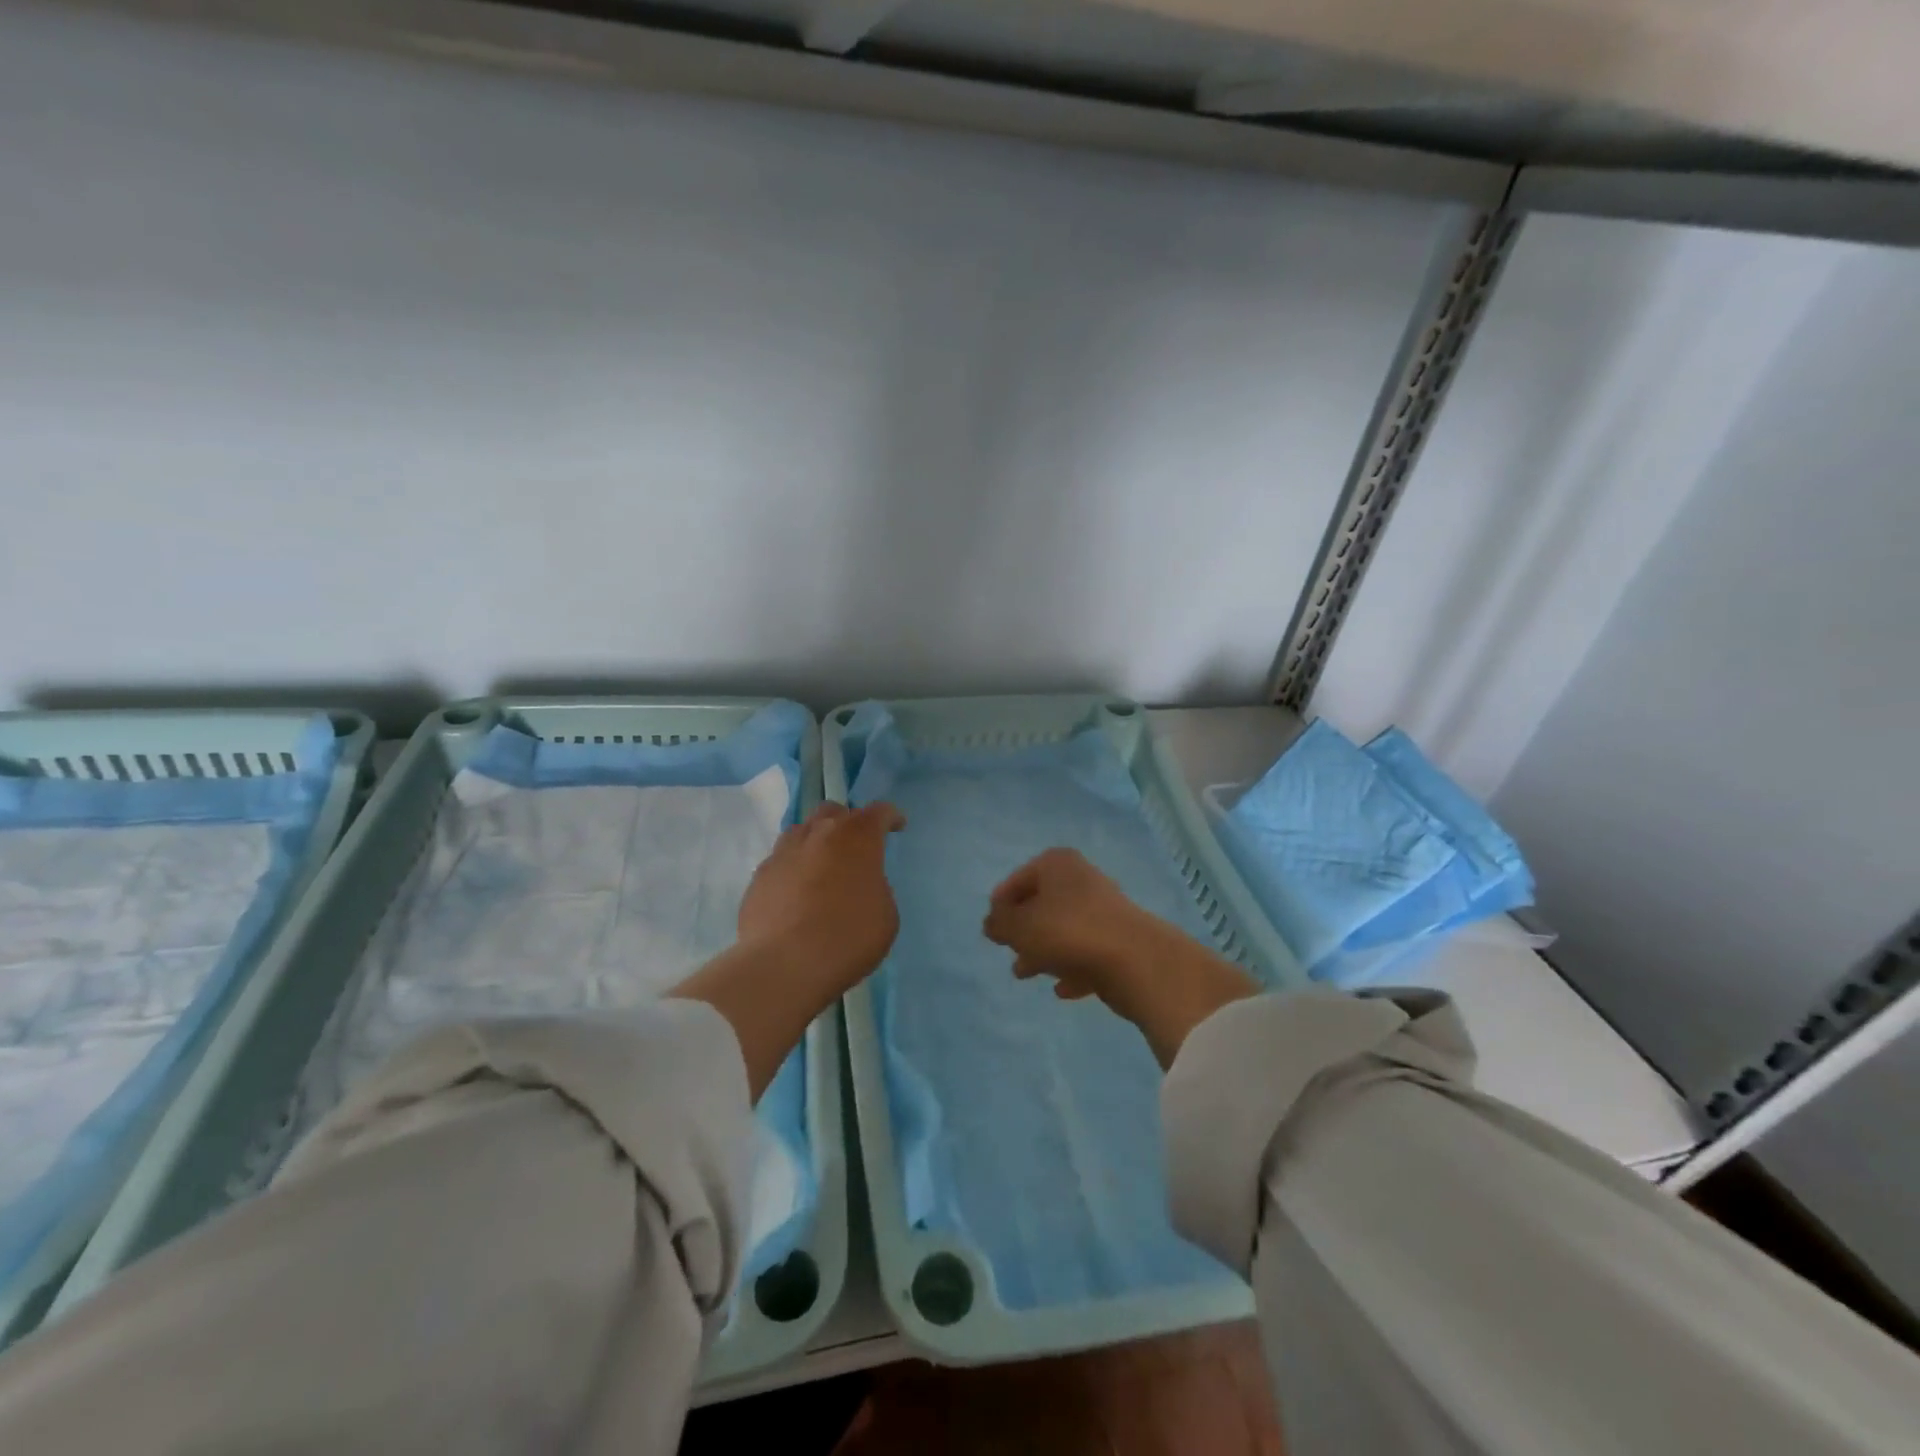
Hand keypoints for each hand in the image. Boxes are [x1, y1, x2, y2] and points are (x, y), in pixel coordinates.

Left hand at [676, 801, 905, 1100]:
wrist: (783, 965)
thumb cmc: (847, 938)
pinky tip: (797, 892)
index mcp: (857, 837)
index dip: (890, 817)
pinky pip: (781, 860)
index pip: (878, 812)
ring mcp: (784, 852)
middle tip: (856, 846)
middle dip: (848, 822)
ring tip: (823, 866)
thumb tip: (860, 885)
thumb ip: (876, 887)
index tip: (896, 826)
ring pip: (802, 831)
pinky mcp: (760, 876)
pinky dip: (794, 868)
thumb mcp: (885, 915)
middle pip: (833, 811)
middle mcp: (819, 834)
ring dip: (816, 841)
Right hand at [982, 848, 1169, 1004]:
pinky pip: (1086, 952)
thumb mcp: (1019, 927)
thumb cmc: (1067, 932)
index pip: (1017, 881)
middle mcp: (1081, 879)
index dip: (1001, 905)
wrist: (1135, 960)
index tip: (992, 931)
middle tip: (1009, 951)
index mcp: (1057, 864)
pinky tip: (1062, 989)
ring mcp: (1104, 909)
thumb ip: (999, 923)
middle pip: (1042, 904)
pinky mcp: (1119, 939)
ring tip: (1027, 975)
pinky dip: (1071, 967)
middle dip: (1023, 930)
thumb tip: (992, 922)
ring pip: (1063, 929)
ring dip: (1044, 951)